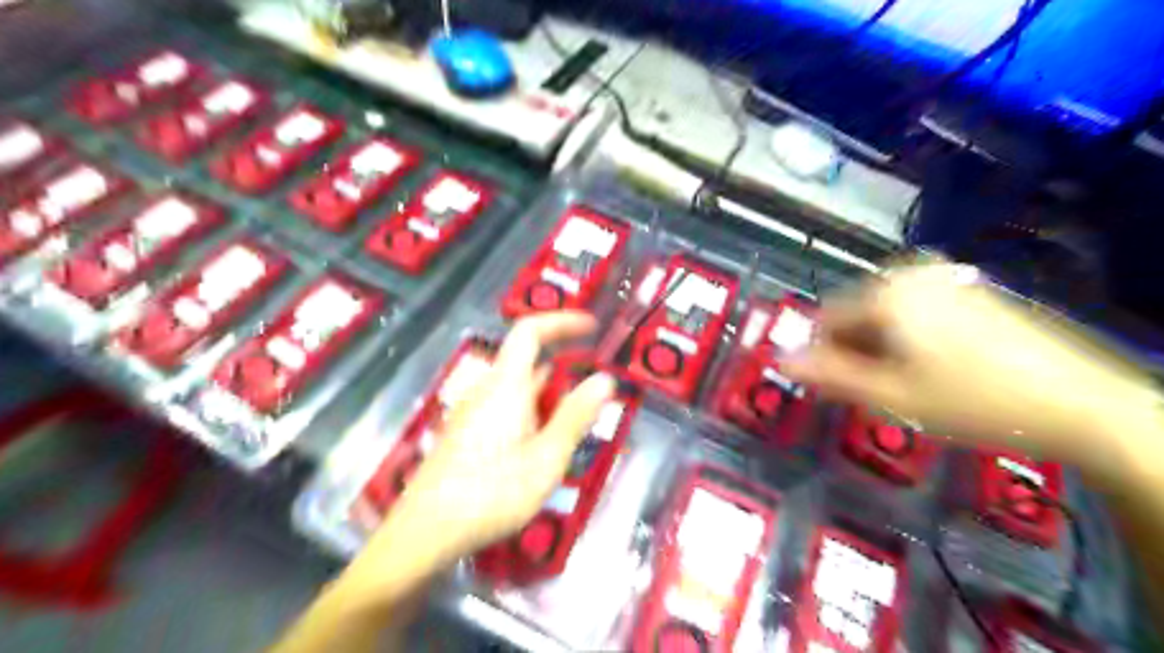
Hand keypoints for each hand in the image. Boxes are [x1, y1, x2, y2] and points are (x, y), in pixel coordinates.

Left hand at [355, 313, 611, 579]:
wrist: (424, 532)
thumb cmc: (490, 494)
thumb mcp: (545, 458)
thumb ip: (575, 416)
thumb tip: (605, 379)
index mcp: (506, 385)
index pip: (530, 331)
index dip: (561, 322)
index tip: (592, 327)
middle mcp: (486, 390)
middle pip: (528, 363)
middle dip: (564, 373)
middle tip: (592, 400)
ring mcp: (473, 412)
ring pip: (518, 390)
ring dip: (549, 399)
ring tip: (571, 432)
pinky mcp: (466, 433)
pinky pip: (506, 408)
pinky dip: (531, 414)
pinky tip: (539, 450)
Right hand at [786, 262, 1158, 471]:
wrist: (1080, 403)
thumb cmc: (971, 401)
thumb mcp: (889, 397)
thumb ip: (827, 375)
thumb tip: (778, 360)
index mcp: (886, 294)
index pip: (824, 319)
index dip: (823, 355)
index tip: (839, 389)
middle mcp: (910, 275)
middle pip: (856, 313)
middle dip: (856, 351)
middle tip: (879, 392)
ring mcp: (945, 278)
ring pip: (885, 314)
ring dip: (882, 348)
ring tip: (910, 384)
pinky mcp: (971, 289)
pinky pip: (916, 310)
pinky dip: (911, 337)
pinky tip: (938, 367)